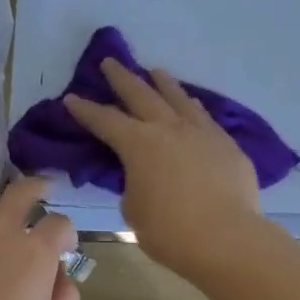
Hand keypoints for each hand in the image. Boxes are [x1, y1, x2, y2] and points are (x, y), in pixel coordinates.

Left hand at [0, 178, 79, 299]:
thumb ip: (65, 295)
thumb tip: (60, 276)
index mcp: (35, 252)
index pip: (60, 223)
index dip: (68, 234)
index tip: (67, 251)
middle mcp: (1, 237)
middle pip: (20, 193)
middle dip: (36, 187)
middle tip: (45, 190)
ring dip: (5, 223)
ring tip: (10, 249)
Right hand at [63, 59, 269, 281]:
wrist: (227, 238)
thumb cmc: (170, 231)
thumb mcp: (135, 210)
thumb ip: (134, 186)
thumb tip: (145, 178)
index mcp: (139, 144)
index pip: (105, 120)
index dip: (86, 110)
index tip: (72, 98)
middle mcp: (169, 128)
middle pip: (141, 94)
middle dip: (122, 78)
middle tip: (110, 62)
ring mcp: (202, 132)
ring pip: (178, 98)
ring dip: (163, 83)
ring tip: (156, 71)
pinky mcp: (227, 144)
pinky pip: (204, 116)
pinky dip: (192, 106)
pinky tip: (192, 104)